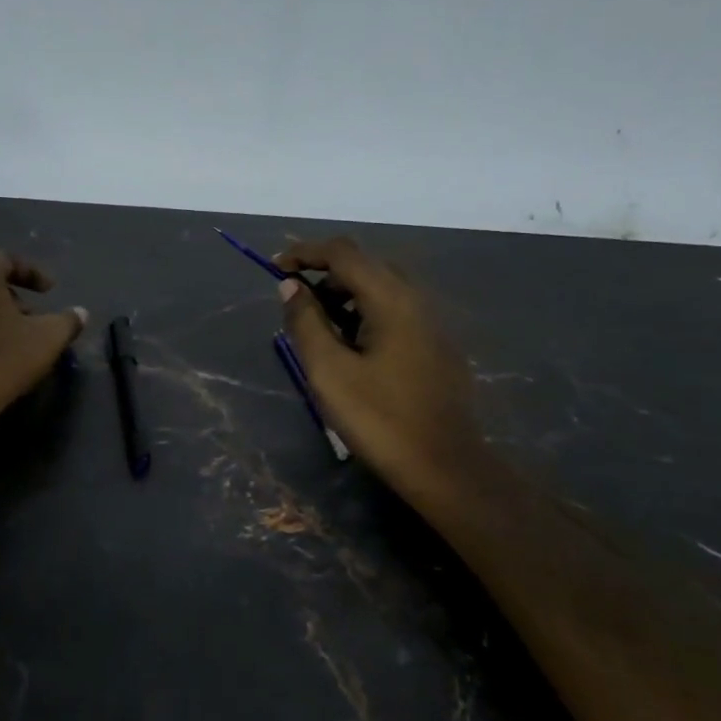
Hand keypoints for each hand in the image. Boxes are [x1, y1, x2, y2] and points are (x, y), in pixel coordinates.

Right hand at [276, 238, 484, 500]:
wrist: (445, 467)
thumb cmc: (379, 419)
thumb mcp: (328, 371)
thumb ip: (305, 322)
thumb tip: (291, 287)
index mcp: (391, 299)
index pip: (343, 253)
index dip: (305, 252)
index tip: (275, 268)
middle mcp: (416, 299)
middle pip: (365, 264)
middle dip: (325, 273)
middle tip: (297, 303)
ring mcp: (432, 322)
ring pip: (383, 288)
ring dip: (346, 295)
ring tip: (321, 330)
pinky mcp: (437, 345)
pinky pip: (397, 310)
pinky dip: (367, 312)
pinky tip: (354, 349)